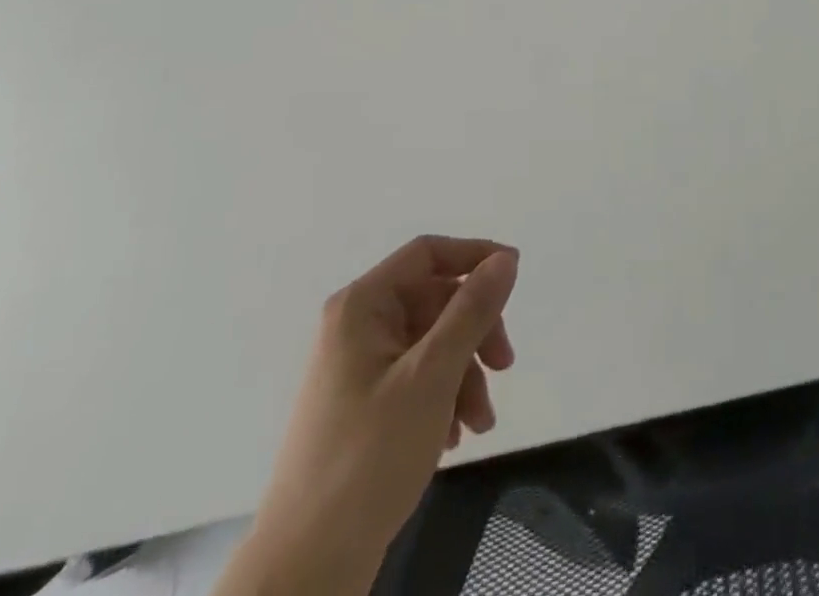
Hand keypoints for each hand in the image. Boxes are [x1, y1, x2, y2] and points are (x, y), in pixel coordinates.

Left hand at [224, 236, 519, 595]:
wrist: (304, 571)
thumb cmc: (369, 459)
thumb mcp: (433, 376)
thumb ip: (472, 310)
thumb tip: (505, 259)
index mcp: (362, 307)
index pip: (428, 253)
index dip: (474, 256)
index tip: (514, 278)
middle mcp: (356, 327)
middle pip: (435, 300)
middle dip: (475, 332)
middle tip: (505, 366)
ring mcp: (357, 369)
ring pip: (432, 343)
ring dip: (465, 373)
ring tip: (480, 423)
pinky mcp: (362, 407)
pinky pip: (417, 378)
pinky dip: (444, 398)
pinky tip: (454, 438)